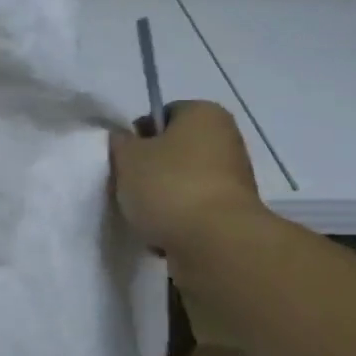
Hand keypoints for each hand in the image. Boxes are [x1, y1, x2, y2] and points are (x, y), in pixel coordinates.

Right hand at [110, 100, 263, 252]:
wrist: (214, 242)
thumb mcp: (127, 157)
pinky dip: (178, 219)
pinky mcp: (233, 212)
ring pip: (184, 181)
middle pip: (175, 149)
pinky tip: (161, 234)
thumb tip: (125, 140)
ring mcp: (234, 178)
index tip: (125, 158)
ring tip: (144, 215)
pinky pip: (195, 209)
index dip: (139, 134)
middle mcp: (226, 139)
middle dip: (151, 168)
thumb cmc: (169, 186)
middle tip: (129, 186)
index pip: (164, 113)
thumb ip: (121, 143)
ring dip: (163, 196)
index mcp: (204, 114)